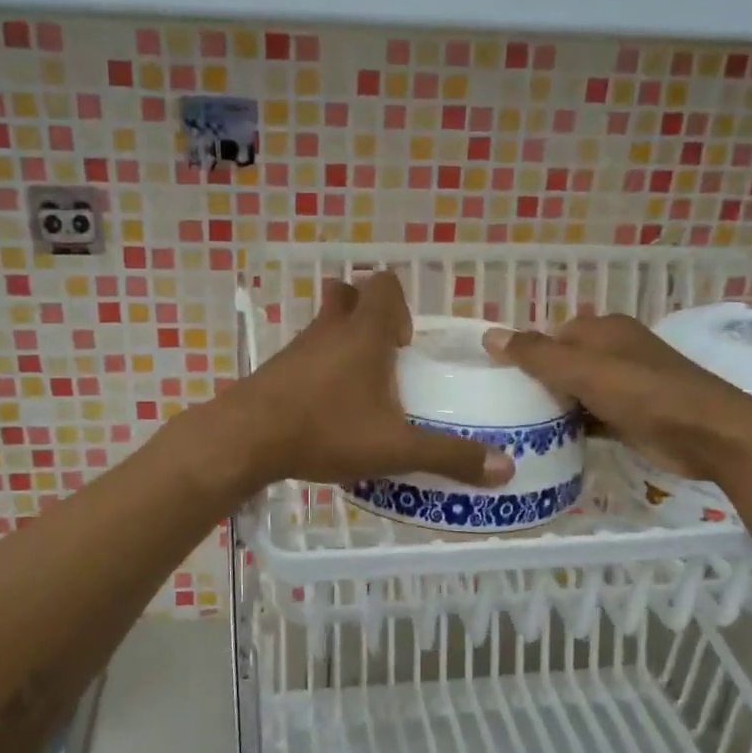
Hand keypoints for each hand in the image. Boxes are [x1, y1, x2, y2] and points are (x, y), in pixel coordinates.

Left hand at [219, 273, 515, 491]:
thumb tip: (505, 468)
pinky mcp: (276, 369)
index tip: (406, 347)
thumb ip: (449, 456)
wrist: (246, 439)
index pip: (384, 284)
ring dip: (344, 342)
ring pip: (325, 324)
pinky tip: (326, 408)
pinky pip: (305, 353)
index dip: (401, 306)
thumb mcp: (395, 448)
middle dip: (371, 317)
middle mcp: (330, 329)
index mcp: (364, 333)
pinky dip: (320, 368)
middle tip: (385, 359)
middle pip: (349, 295)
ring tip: (360, 387)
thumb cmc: (325, 430)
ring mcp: (298, 347)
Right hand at [483, 314, 751, 481]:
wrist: (710, 436)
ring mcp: (625, 385)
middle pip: (562, 363)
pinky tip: (548, 442)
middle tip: (501, 407)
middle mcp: (614, 351)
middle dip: (536, 382)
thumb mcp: (584, 371)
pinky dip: (573, 426)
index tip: (495, 379)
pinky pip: (591, 417)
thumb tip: (489, 335)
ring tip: (514, 427)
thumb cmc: (645, 394)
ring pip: (575, 392)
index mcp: (604, 330)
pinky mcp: (631, 416)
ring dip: (553, 407)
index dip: (524, 353)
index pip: (551, 335)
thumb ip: (536, 355)